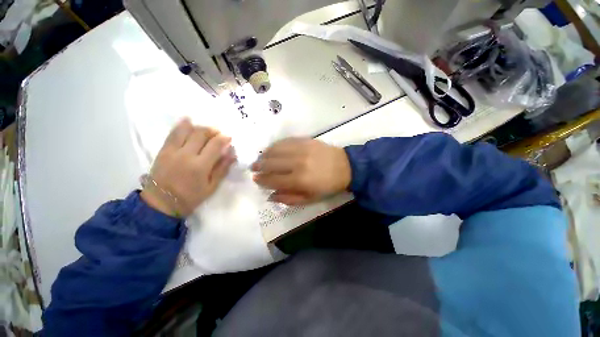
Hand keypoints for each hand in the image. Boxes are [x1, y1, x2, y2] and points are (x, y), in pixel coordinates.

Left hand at [141, 119, 234, 216]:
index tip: (229, 138)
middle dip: (212, 131)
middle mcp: (186, 155)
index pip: (215, 145)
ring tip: (206, 129)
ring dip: (199, 127)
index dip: (224, 139)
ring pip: (187, 130)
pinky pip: (173, 133)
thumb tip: (232, 154)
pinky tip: (188, 121)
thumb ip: (222, 169)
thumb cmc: (190, 197)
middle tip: (218, 133)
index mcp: (200, 166)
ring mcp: (173, 151)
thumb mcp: (211, 186)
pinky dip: (181, 125)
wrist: (161, 203)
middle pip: (201, 134)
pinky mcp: (163, 150)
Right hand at [251, 138, 350, 204]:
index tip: (255, 179)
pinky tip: (272, 149)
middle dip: (259, 166)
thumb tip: (270, 196)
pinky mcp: (305, 140)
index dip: (262, 180)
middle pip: (271, 163)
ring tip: (260, 158)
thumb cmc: (328, 186)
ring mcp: (301, 149)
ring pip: (275, 150)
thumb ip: (289, 199)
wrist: (345, 167)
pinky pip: (285, 141)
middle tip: (253, 168)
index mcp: (299, 180)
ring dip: (265, 155)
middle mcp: (297, 163)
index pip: (273, 180)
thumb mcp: (310, 199)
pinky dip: (275, 145)